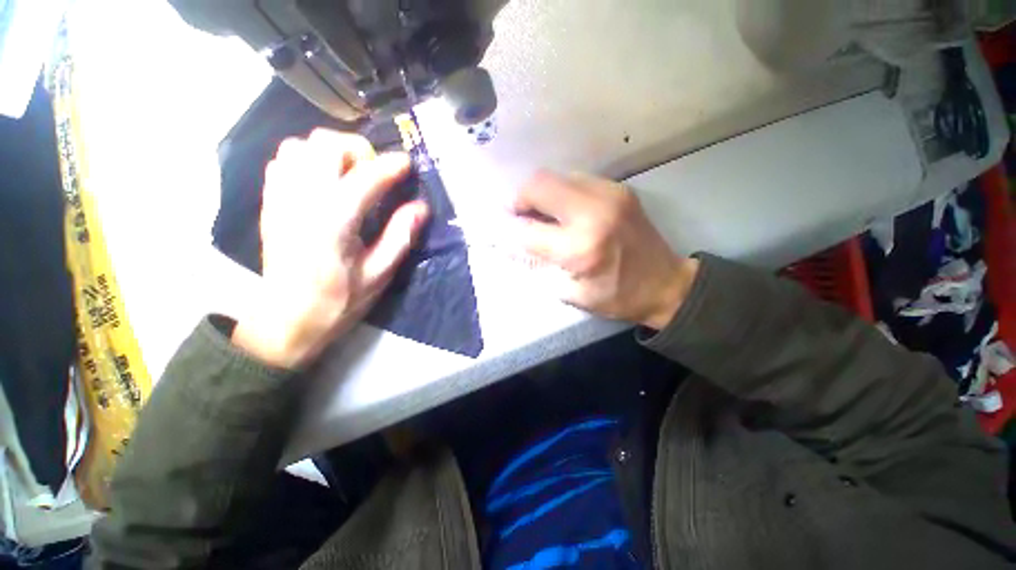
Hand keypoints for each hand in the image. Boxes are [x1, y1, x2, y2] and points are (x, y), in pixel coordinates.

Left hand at [232, 130, 428, 368]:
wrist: (285, 320)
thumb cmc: (338, 302)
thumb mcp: (379, 275)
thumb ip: (400, 237)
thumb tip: (420, 207)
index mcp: (333, 223)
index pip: (365, 178)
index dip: (390, 166)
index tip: (407, 164)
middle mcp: (302, 201)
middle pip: (325, 145)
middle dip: (358, 150)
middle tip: (376, 172)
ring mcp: (281, 199)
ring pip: (300, 146)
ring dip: (331, 152)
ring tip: (350, 176)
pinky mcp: (270, 203)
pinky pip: (283, 160)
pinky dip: (308, 160)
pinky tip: (325, 182)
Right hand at [514, 171, 698, 329]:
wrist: (665, 284)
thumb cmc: (616, 296)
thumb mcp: (571, 293)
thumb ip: (538, 266)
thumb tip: (510, 244)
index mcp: (581, 248)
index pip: (528, 230)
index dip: (510, 230)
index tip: (504, 232)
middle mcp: (593, 213)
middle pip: (538, 185)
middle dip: (520, 200)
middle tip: (521, 217)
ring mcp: (608, 194)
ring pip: (555, 176)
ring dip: (540, 194)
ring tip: (542, 214)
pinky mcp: (618, 188)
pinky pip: (575, 179)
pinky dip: (561, 192)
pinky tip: (565, 210)